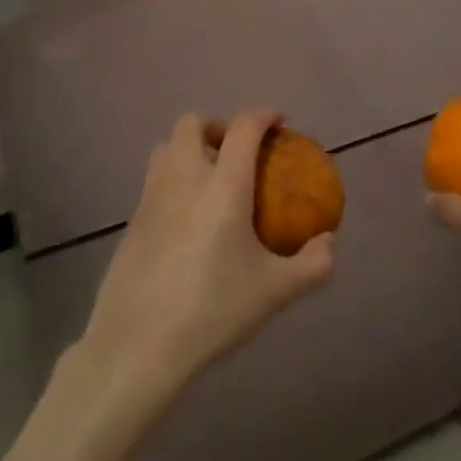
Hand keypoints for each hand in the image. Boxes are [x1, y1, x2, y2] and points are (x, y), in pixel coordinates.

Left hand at [76, 110, 335, 409]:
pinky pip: (155, 181)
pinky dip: (174, 180)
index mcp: (222, 185)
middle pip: (192, 124)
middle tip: (238, 153)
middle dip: (218, 127)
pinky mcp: (131, 221)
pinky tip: (188, 220)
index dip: (263, 115)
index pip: (242, 128)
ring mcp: (150, 197)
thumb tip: (329, 242)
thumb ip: (312, 264)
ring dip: (190, 149)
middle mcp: (183, 178)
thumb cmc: (212, 311)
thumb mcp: (274, 292)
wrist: (137, 345)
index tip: (279, 122)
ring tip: (211, 181)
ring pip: (166, 147)